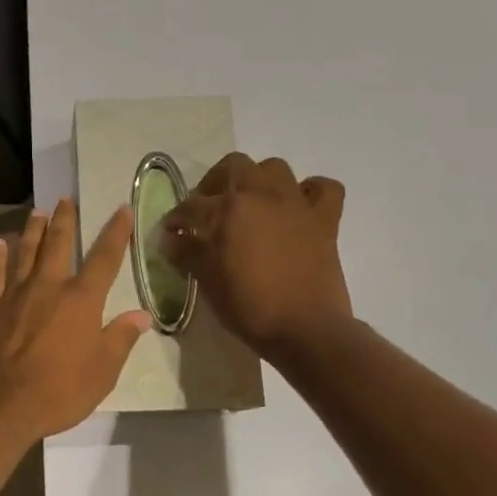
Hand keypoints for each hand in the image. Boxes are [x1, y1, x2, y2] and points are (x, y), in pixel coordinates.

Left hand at [0, 199, 151, 443]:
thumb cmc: (59, 391)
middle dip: (64, 220)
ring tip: (36, 211)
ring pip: (25, 252)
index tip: (123, 209)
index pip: (105, 258)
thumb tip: (142, 315)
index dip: (116, 232)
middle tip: (65, 199)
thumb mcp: (103, 371)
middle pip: (58, 244)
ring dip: (32, 230)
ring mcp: (15, 294)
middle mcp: (49, 286)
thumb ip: (121, 339)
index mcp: (81, 300)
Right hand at [163, 154, 352, 359]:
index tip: (171, 232)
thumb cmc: (249, 306)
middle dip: (214, 183)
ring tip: (250, 204)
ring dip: (258, 180)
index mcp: (227, 209)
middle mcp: (261, 195)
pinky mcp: (325, 220)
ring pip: (274, 168)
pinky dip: (310, 191)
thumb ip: (187, 253)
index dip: (176, 219)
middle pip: (233, 166)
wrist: (305, 329)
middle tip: (207, 208)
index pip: (191, 206)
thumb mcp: (207, 280)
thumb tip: (171, 239)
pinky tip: (298, 208)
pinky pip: (323, 188)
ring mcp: (296, 204)